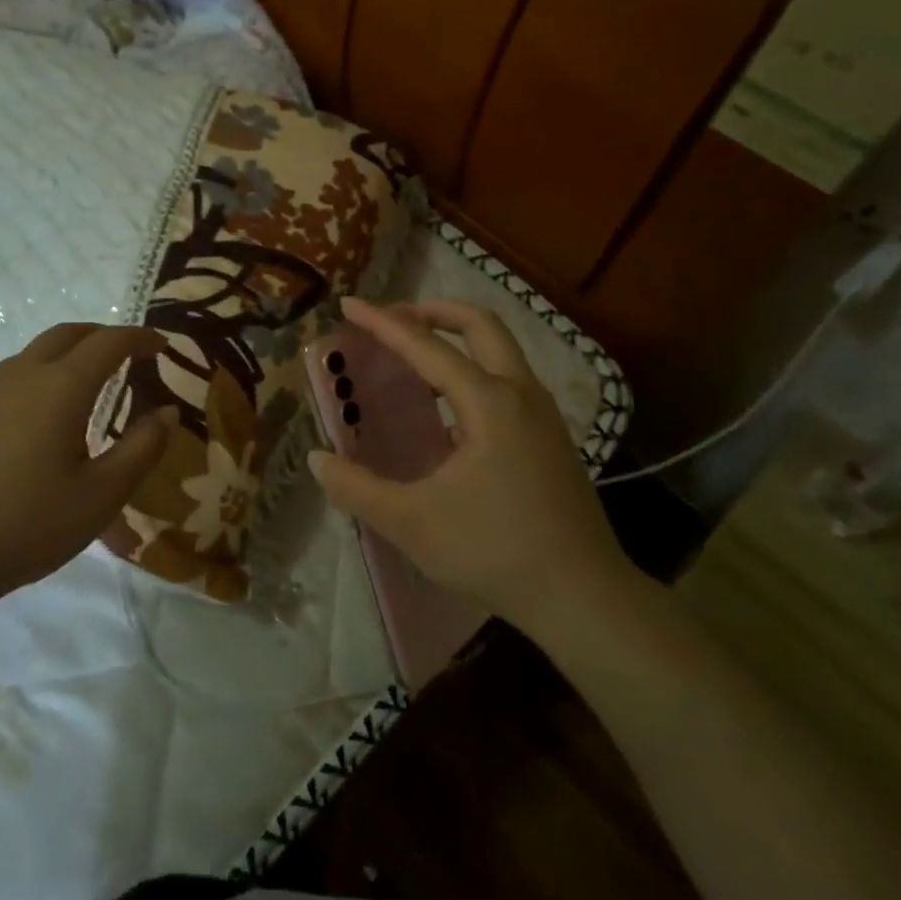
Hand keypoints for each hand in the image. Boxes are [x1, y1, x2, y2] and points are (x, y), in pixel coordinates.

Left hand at [0, 323, 173, 618]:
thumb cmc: (27, 526)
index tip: (161, 345)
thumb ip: (142, 449)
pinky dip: (31, 385)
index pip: (108, 342)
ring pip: (29, 357)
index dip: (138, 338)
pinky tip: (30, 428)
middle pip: (65, 335)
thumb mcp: (101, 496)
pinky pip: (1, 386)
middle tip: (125, 354)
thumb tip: (166, 413)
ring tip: (81, 391)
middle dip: (101, 336)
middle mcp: (18, 377)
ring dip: (63, 359)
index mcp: (60, 388)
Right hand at [309, 297, 648, 636]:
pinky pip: (510, 381)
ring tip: (418, 359)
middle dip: (435, 311)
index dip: (383, 323)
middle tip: (396, 318)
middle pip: (481, 325)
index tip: (349, 304)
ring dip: (459, 339)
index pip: (426, 346)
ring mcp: (544, 415)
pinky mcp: (553, 438)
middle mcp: (521, 393)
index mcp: (488, 402)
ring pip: (502, 351)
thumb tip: (317, 460)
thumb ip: (358, 489)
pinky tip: (452, 413)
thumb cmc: (494, 551)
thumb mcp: (412, 523)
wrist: (583, 595)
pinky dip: (477, 370)